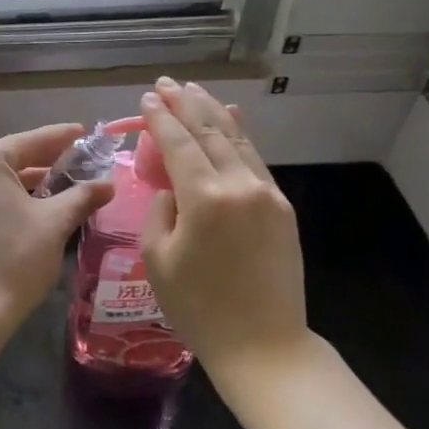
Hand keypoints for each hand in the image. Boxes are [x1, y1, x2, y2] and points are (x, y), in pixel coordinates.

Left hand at [0, 123, 114, 328]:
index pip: (29, 140)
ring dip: (30, 181)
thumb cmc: (13, 258)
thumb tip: (108, 185)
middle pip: (12, 158)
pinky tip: (35, 208)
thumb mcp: (54, 223)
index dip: (60, 137)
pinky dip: (12, 198)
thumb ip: (81, 197)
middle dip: (46, 159)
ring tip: (62, 183)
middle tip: (79, 159)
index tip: (84, 132)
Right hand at [139, 79, 311, 373]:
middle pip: (209, 131)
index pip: (177, 143)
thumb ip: (160, 211)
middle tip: (165, 83)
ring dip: (212, 110)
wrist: (264, 346)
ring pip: (235, 138)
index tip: (146, 98)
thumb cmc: (199, 308)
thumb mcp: (158, 259)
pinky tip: (230, 116)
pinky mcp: (281, 206)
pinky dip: (239, 133)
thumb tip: (173, 189)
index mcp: (204, 198)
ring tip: (193, 89)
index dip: (159, 118)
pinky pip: (254, 158)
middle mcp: (238, 185)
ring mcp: (266, 193)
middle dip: (184, 103)